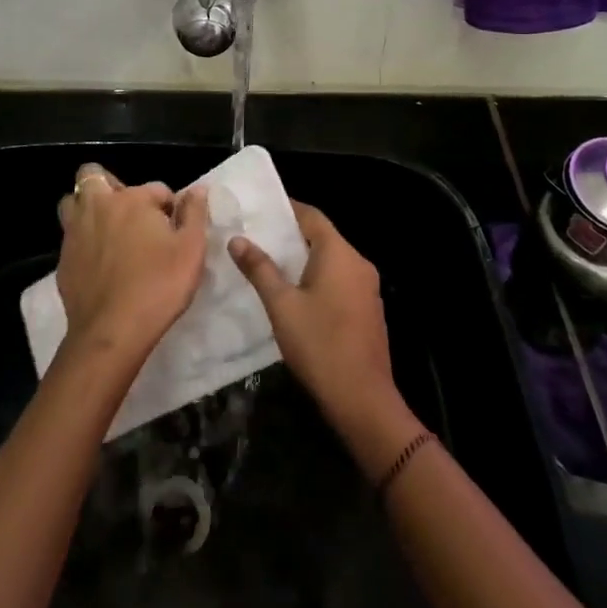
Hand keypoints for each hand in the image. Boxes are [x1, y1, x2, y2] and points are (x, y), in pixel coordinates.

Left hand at [55, 164, 207, 368]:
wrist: (112, 331)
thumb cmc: (159, 285)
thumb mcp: (191, 249)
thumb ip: (195, 213)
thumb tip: (197, 189)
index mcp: (131, 200)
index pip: (156, 189)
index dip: (169, 206)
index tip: (175, 229)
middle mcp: (98, 207)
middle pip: (93, 176)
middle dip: (111, 187)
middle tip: (130, 213)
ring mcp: (75, 233)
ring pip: (72, 204)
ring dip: (88, 208)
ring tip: (109, 230)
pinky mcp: (62, 260)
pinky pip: (70, 237)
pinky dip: (83, 241)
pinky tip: (99, 263)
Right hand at [230, 202, 422, 472]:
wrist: (362, 398)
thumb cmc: (319, 345)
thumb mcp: (281, 305)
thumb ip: (260, 269)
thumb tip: (238, 240)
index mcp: (339, 253)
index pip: (312, 216)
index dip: (287, 209)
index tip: (260, 209)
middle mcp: (358, 262)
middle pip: (324, 236)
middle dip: (292, 235)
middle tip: (259, 237)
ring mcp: (368, 287)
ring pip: (333, 260)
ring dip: (305, 258)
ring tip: (271, 263)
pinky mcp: (369, 308)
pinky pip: (341, 280)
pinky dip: (319, 277)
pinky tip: (297, 293)